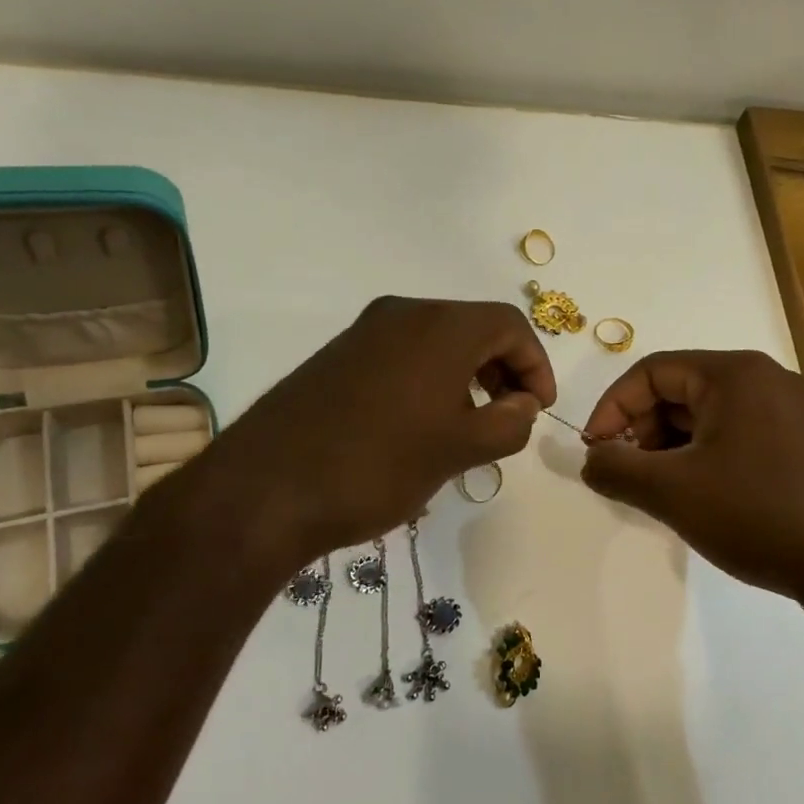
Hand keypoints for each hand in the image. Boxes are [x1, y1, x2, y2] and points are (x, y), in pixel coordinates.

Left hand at [188, 297, 555, 563]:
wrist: (265, 488)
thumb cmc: (377, 466)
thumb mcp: (459, 450)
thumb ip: (509, 423)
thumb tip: (524, 405)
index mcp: (439, 326)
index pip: (510, 325)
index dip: (536, 365)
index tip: (538, 410)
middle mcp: (401, 314)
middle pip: (473, 328)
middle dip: (502, 370)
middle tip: (509, 418)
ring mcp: (362, 334)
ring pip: (436, 344)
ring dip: (466, 378)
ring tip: (468, 429)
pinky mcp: (336, 358)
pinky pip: (400, 357)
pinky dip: (428, 382)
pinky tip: (420, 428)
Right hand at [580, 350, 803, 604]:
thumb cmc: (759, 514)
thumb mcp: (673, 492)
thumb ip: (616, 469)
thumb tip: (591, 460)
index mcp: (734, 374)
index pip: (651, 371)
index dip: (612, 408)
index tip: (594, 451)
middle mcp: (763, 380)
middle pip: (678, 390)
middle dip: (640, 430)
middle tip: (624, 474)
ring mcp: (786, 411)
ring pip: (704, 416)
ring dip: (668, 448)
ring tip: (654, 490)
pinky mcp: (797, 443)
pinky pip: (732, 436)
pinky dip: (700, 458)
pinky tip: (692, 496)